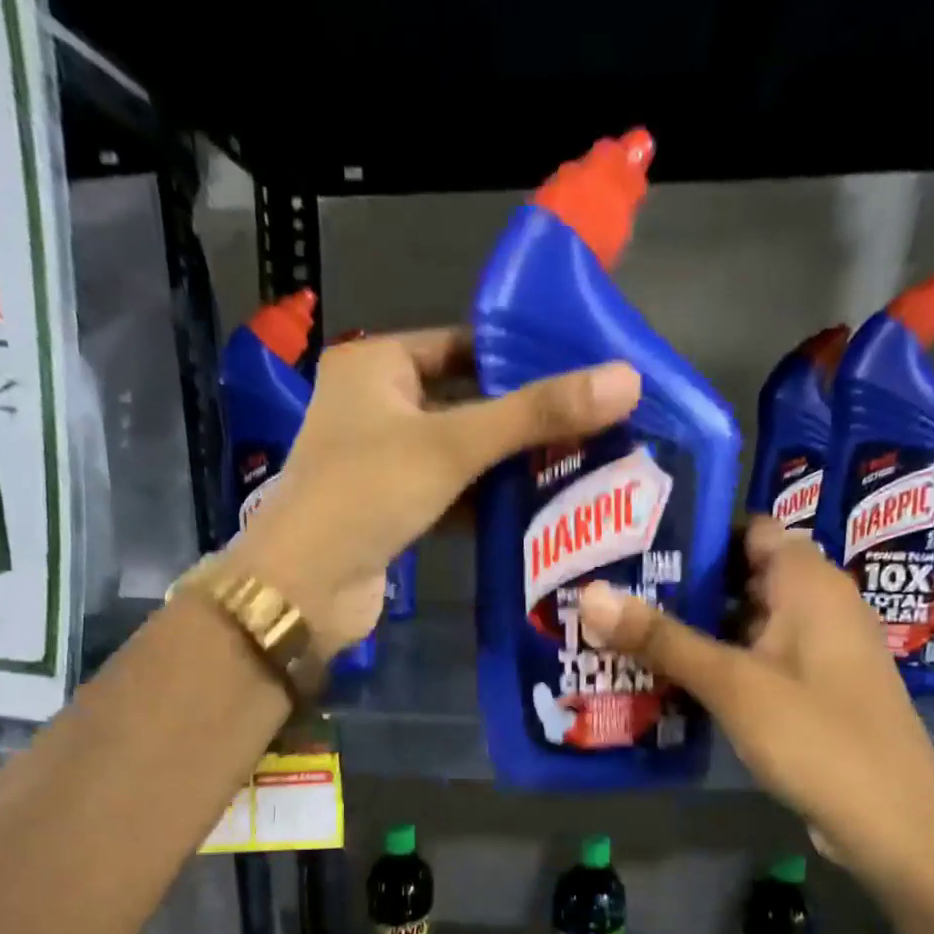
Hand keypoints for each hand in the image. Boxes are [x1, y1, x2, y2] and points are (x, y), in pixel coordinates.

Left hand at [230, 327, 640, 657]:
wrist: (306, 588)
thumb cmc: (368, 493)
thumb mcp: (454, 444)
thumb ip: (535, 414)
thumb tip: (627, 380)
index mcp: (375, 365)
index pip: (461, 344)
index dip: (519, 356)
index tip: (581, 372)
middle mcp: (374, 406)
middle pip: (465, 400)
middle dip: (523, 417)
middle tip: (595, 421)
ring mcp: (381, 462)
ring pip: (460, 452)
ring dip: (509, 463)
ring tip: (583, 461)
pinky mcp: (392, 510)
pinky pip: (450, 493)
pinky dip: (486, 500)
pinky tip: (538, 506)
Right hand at [576, 518, 933, 885]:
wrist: (892, 823)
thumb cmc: (816, 736)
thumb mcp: (732, 683)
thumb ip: (662, 639)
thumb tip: (590, 595)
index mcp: (810, 583)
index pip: (750, 529)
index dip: (698, 530)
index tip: (638, 539)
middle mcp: (819, 606)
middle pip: (744, 576)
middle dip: (684, 583)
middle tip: (617, 587)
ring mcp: (817, 652)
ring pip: (747, 622)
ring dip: (696, 627)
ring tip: (628, 629)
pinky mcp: (812, 691)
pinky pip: (757, 660)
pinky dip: (718, 662)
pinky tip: (670, 677)